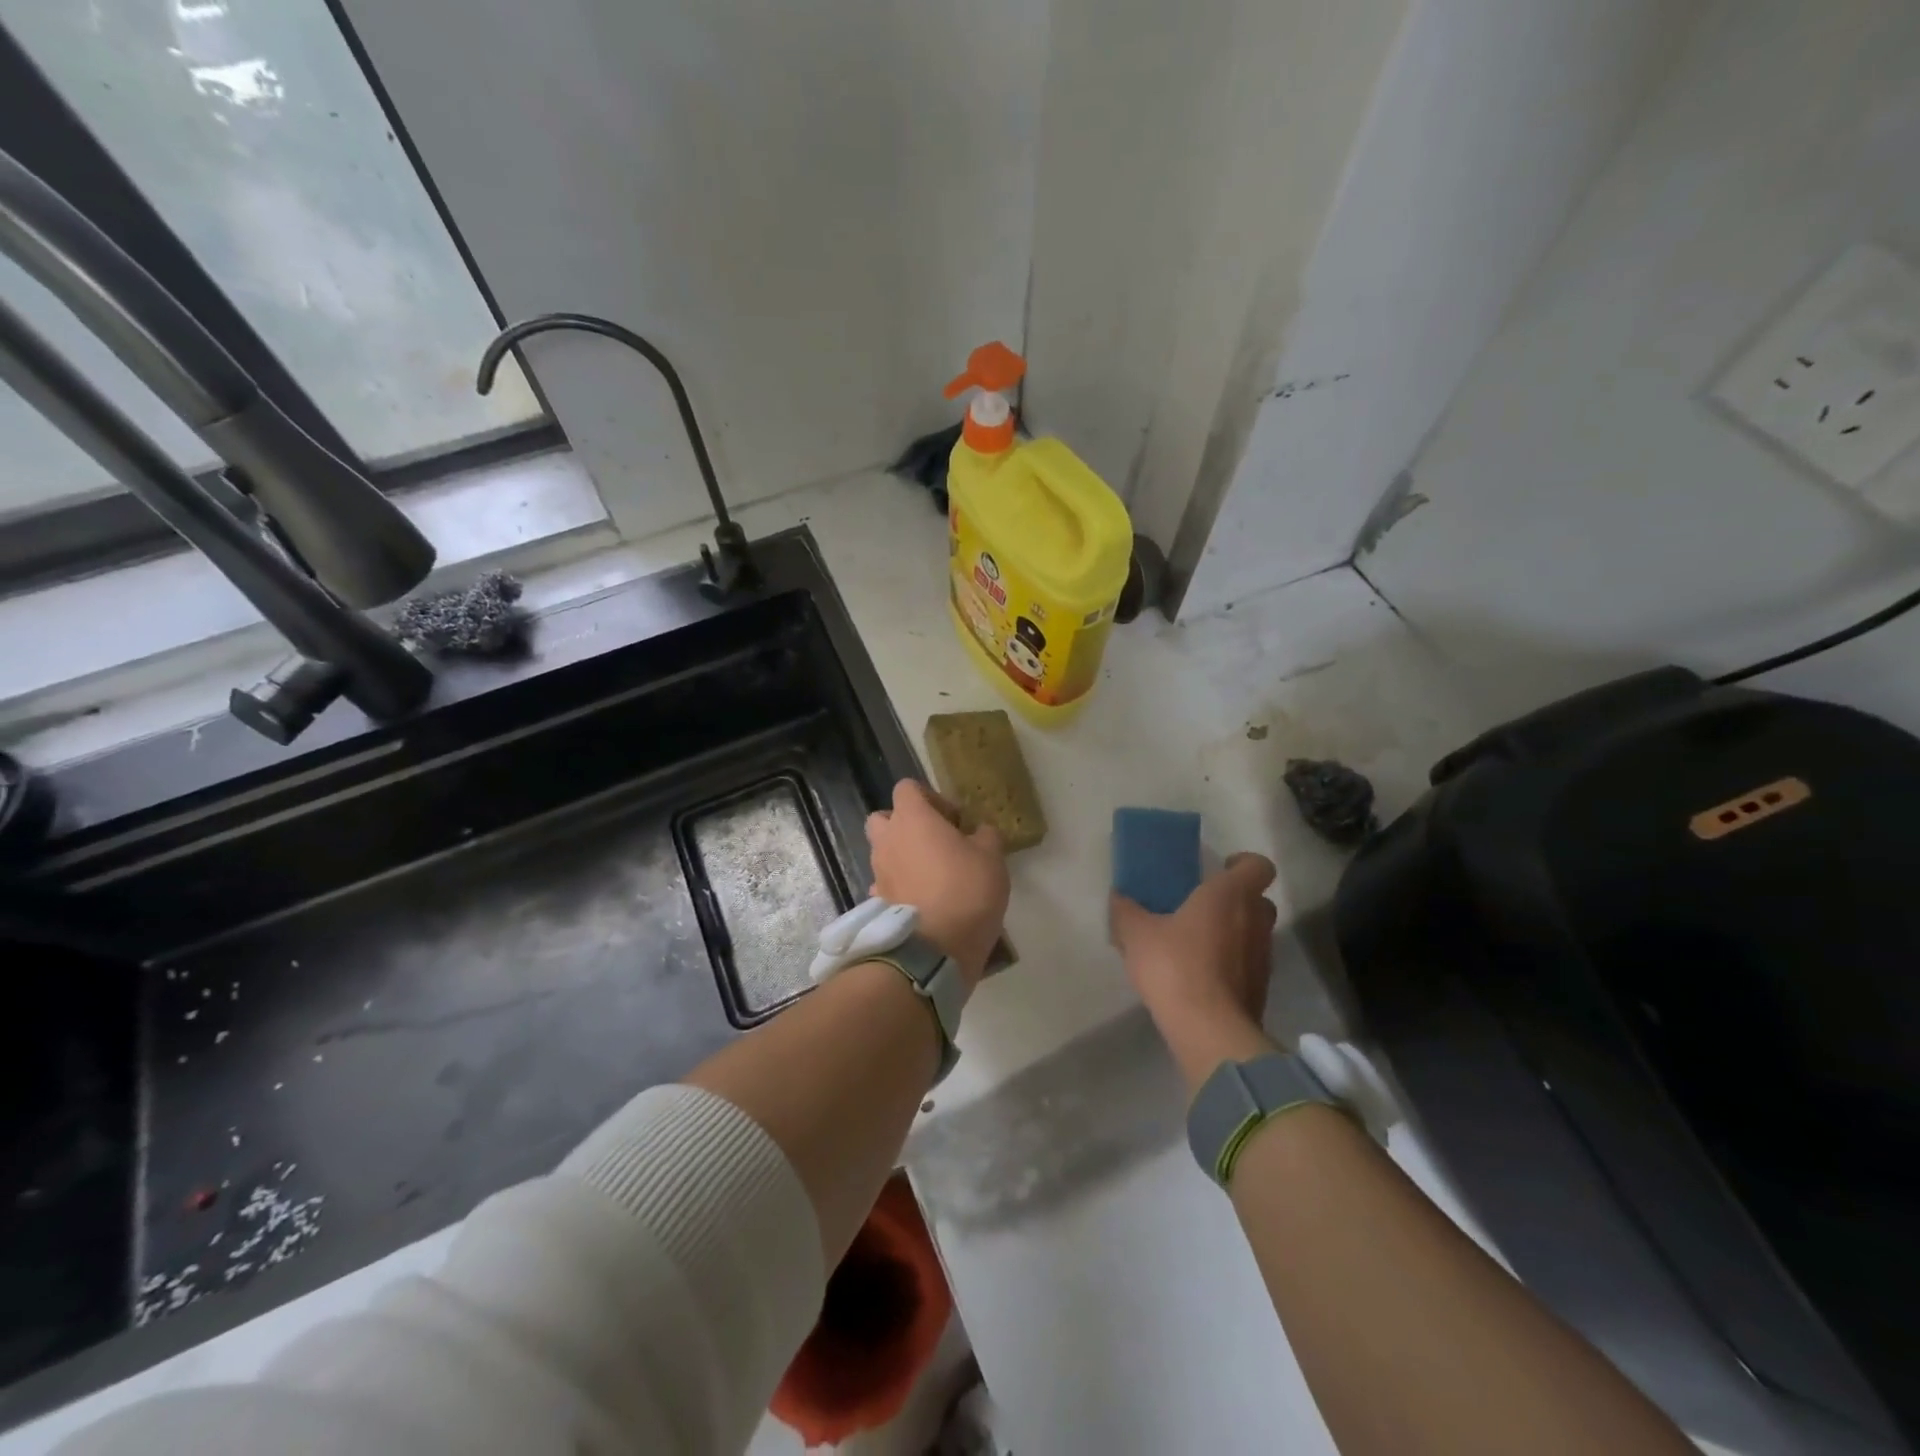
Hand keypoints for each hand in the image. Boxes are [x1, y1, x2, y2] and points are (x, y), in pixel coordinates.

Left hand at [866, 779, 1009, 985]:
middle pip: (884, 818)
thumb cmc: (967, 889)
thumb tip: (978, 832)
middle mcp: (887, 840)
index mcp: (911, 818)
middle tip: (936, 842)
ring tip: (933, 875)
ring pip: (884, 852)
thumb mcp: (992, 856)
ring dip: (903, 856)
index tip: (954, 820)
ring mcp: (877, 872)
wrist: (936, 949)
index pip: (907, 788)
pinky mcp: (877, 902)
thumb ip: (985, 835)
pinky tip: (922, 900)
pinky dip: (900, 885)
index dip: (931, 798)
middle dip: (906, 825)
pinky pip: (886, 883)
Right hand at [1111, 853, 1279, 1088]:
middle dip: (1236, 900)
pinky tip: (1200, 975)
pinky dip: (1232, 964)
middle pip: (1259, 900)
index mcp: (1230, 895)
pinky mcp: (1261, 989)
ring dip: (1233, 934)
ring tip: (1197, 944)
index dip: (1243, 863)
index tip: (1220, 869)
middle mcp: (1255, 921)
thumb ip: (1126, 911)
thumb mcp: (1136, 934)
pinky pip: (1248, 964)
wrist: (1209, 1030)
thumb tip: (1118, 897)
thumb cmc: (1175, 965)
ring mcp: (1263, 957)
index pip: (1258, 865)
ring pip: (1254, 933)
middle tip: (1202, 907)